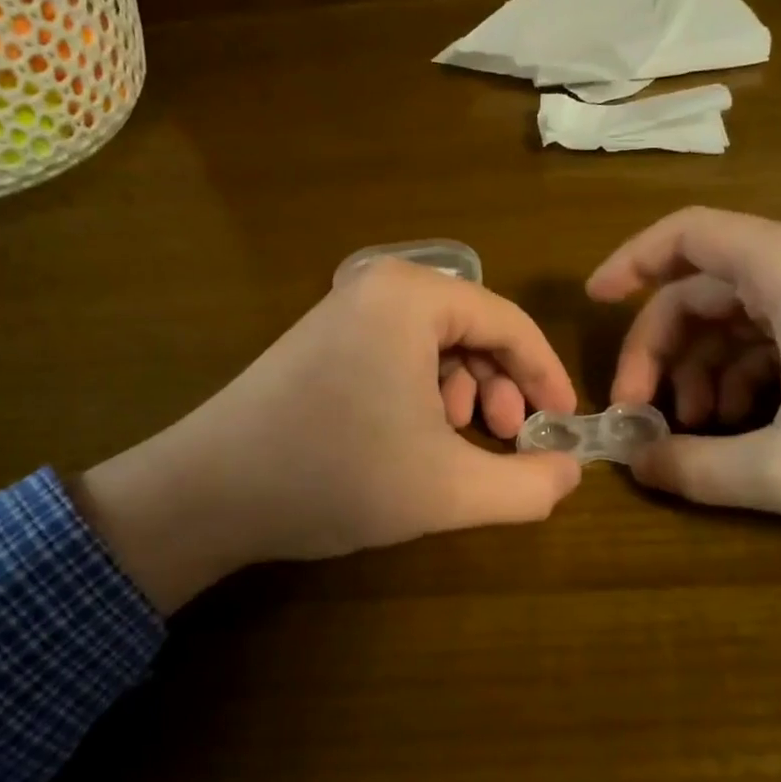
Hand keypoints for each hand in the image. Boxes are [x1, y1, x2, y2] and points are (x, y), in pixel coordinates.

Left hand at [77, 260, 581, 609]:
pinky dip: (423, 394)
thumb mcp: (448, 489)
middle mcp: (377, 287)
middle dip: (501, 386)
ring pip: (435, 346)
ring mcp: (342, 312)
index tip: (564, 423)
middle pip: (472, 329)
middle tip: (507, 438)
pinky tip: (416, 438)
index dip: (546, 375)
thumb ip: (527, 485)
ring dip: (464, 394)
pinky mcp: (320, 342)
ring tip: (461, 443)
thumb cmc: (336, 477)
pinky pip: (397, 356)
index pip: (508, 322)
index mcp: (412, 297)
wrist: (207, 494)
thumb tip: (572, 472)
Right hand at [587, 207, 780, 532]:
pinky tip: (744, 434)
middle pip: (703, 287)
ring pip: (738, 320)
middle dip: (659, 348)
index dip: (630, 261)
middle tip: (641, 412)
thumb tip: (636, 465)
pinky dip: (744, 381)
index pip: (687, 233)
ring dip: (701, 372)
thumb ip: (698, 468)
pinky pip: (777, 342)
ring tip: (696, 436)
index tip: (592, 305)